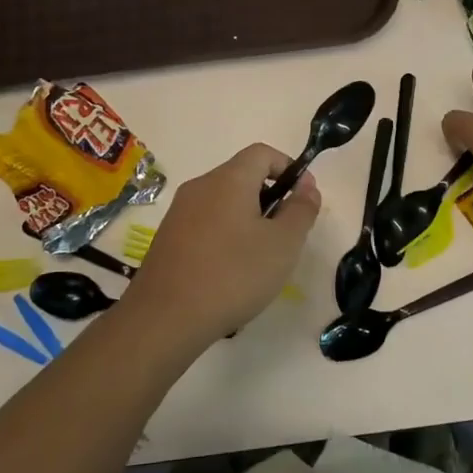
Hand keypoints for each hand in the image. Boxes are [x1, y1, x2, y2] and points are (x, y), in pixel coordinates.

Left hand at [120, 144, 319, 348]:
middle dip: (269, 197)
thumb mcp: (283, 244)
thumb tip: (307, 185)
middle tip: (284, 234)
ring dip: (247, 218)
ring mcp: (179, 211)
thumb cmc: (233, 275)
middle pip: (242, 176)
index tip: (302, 199)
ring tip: (259, 257)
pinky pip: (205, 222)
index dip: (287, 167)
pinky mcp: (167, 237)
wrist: (165, 319)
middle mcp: (200, 186)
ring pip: (223, 201)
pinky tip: (229, 271)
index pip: (262, 152)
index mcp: (229, 179)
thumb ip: (301, 210)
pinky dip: (224, 234)